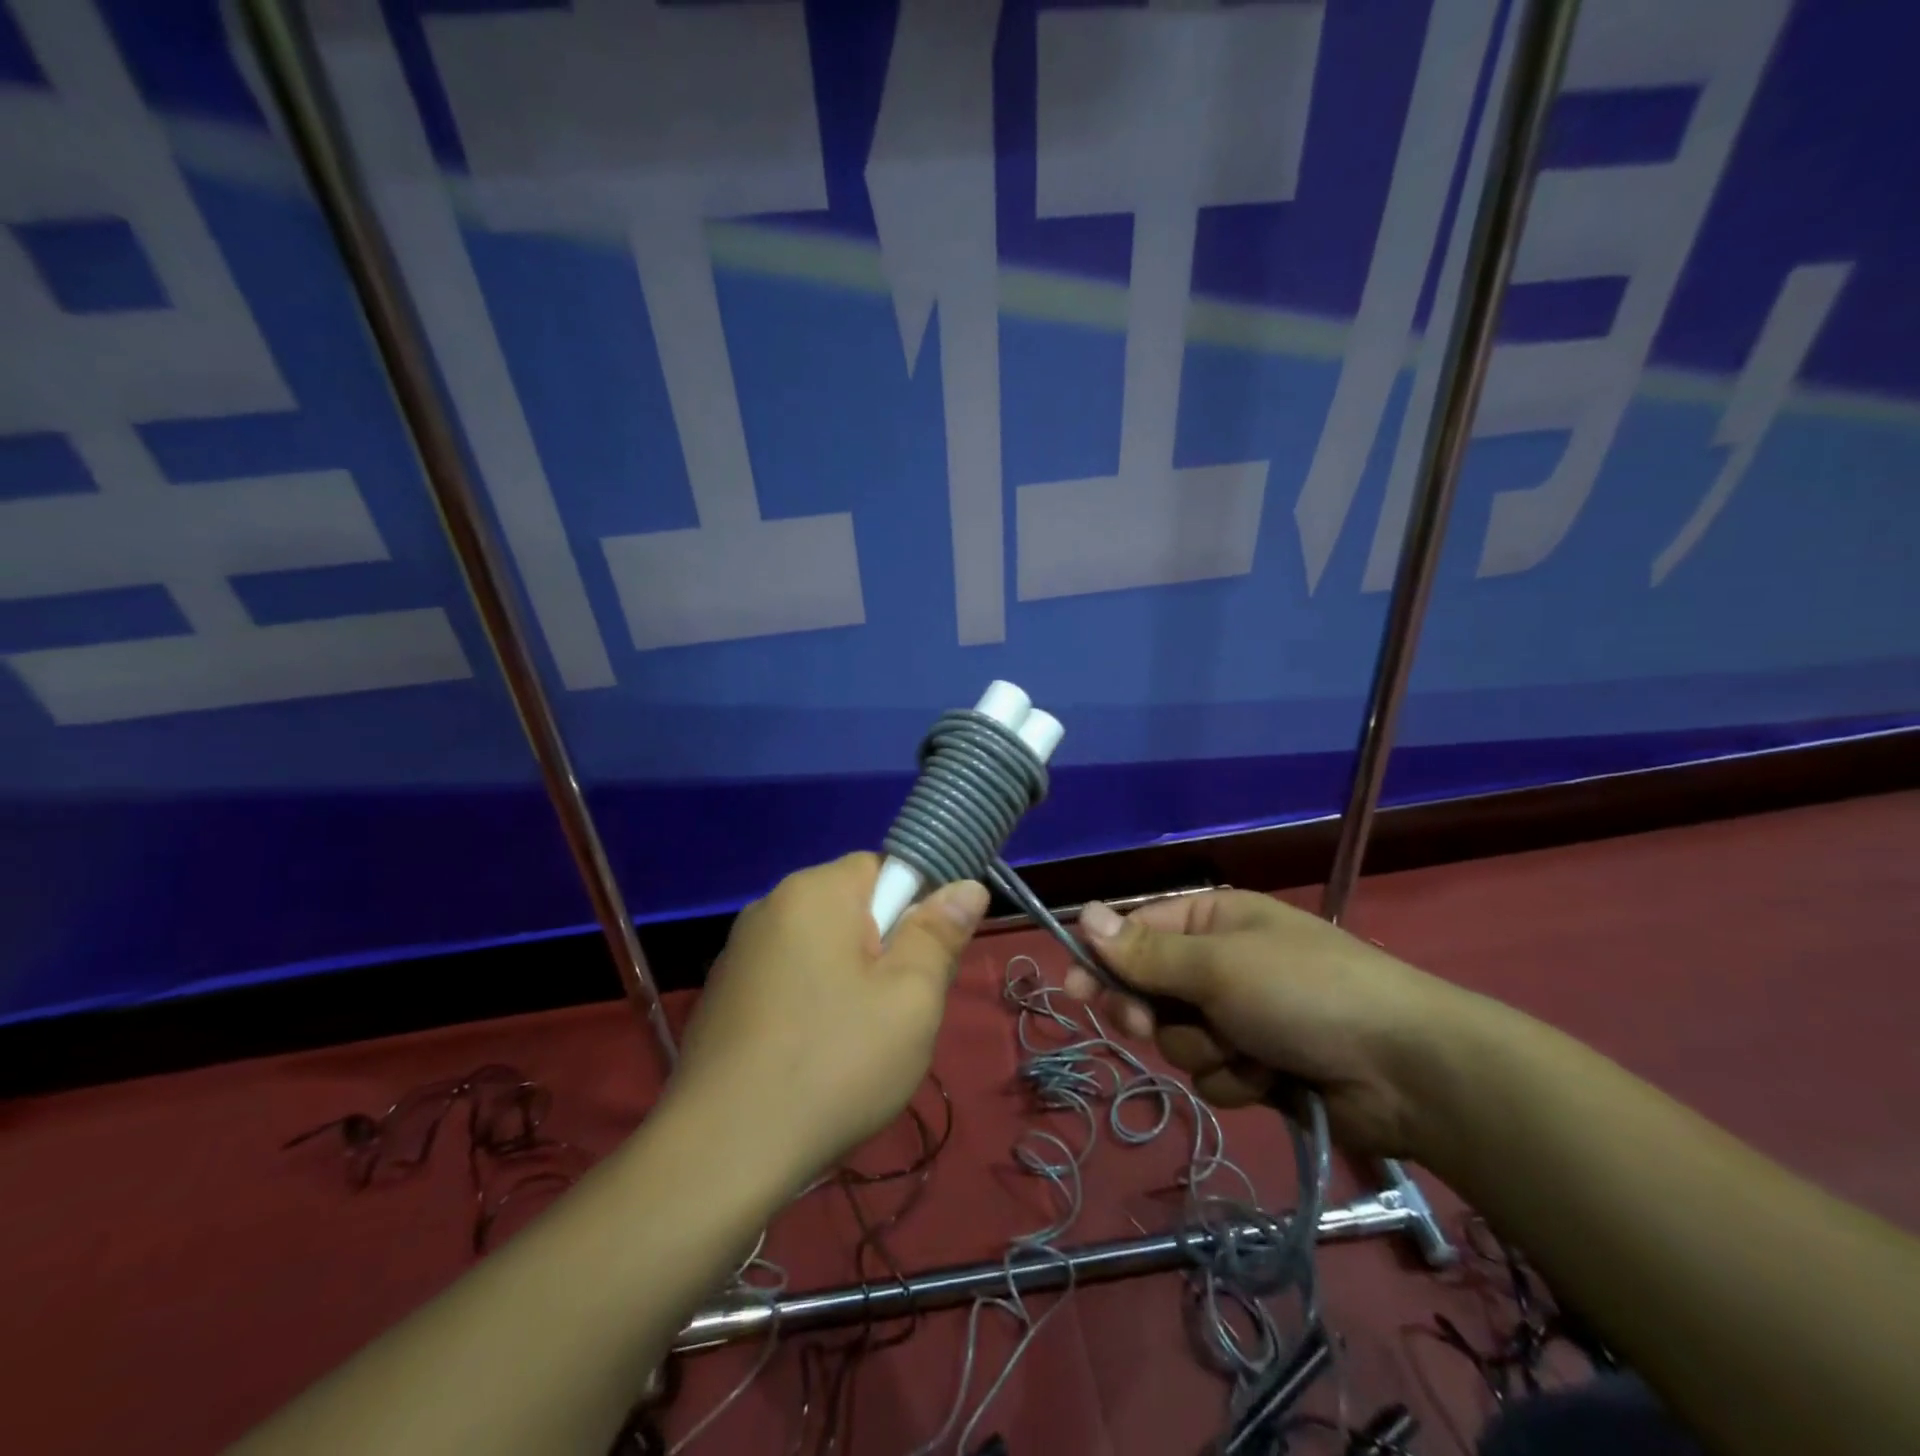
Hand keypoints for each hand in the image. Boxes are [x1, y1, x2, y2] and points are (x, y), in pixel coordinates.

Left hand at [666, 853, 988, 1190]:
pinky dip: (811, 1004)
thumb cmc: (833, 1064)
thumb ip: (939, 935)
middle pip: (852, 908)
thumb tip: (967, 886)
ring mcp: (740, 952)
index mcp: (814, 892)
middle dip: (883, 951)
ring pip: (822, 948)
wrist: (721, 1154)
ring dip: (849, 981)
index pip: (883, 867)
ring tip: (856, 1044)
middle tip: (896, 1012)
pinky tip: (812, 1059)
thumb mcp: (910, 999)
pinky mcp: (724, 994)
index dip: (914, 910)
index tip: (921, 966)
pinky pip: (789, 978)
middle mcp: (770, 906)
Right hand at [1066, 891, 1478, 1157]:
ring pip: (1179, 1039)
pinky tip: (1270, 1079)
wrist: (1407, 1071)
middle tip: (1147, 1024)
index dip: (1102, 960)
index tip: (1073, 988)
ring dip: (1204, 1051)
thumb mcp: (1217, 966)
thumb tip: (1084, 914)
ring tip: (1246, 1051)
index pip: (1136, 933)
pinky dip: (1236, 1080)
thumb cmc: (1304, 993)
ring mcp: (1242, 1015)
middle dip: (1153, 1014)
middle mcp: (1222, 963)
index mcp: (1213, 921)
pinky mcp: (1260, 1064)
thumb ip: (1146, 951)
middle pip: (1151, 989)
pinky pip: (1215, 1073)